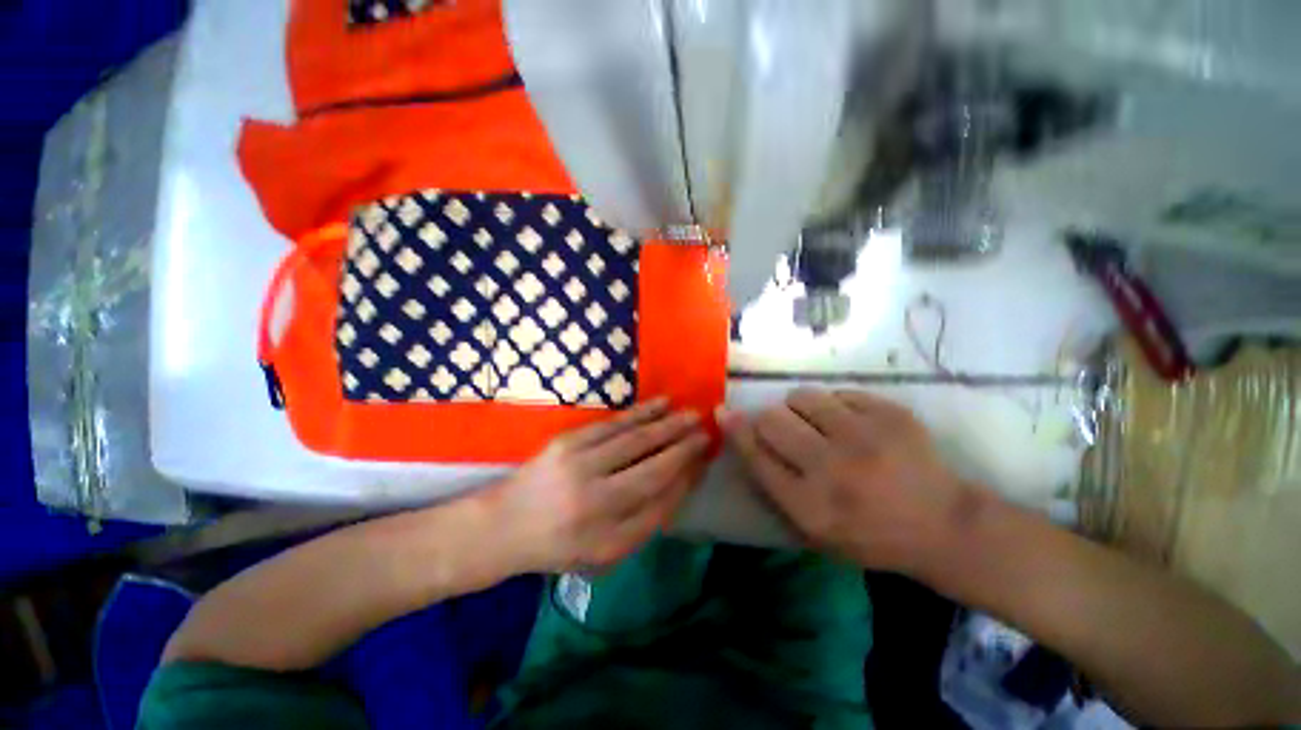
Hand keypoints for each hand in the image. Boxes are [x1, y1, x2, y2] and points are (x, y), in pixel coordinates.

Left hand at [483, 398, 709, 573]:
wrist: (506, 525)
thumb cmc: (562, 544)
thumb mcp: (608, 551)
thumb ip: (648, 520)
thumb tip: (683, 480)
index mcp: (606, 531)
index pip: (659, 494)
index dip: (686, 470)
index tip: (705, 454)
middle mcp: (594, 497)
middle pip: (651, 463)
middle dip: (683, 443)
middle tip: (705, 427)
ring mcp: (579, 463)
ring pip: (635, 438)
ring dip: (666, 423)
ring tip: (690, 413)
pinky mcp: (568, 441)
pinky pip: (613, 424)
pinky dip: (641, 412)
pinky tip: (660, 404)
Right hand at [720, 388, 979, 574]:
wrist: (944, 525)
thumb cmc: (869, 534)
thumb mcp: (813, 528)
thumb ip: (774, 484)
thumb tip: (742, 435)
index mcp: (810, 506)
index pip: (755, 455)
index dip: (735, 429)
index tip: (723, 412)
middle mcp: (832, 469)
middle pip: (772, 419)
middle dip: (768, 419)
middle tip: (784, 427)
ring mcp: (865, 437)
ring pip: (802, 396)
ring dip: (800, 407)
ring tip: (818, 422)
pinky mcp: (890, 415)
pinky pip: (839, 393)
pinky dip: (836, 406)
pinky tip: (852, 424)